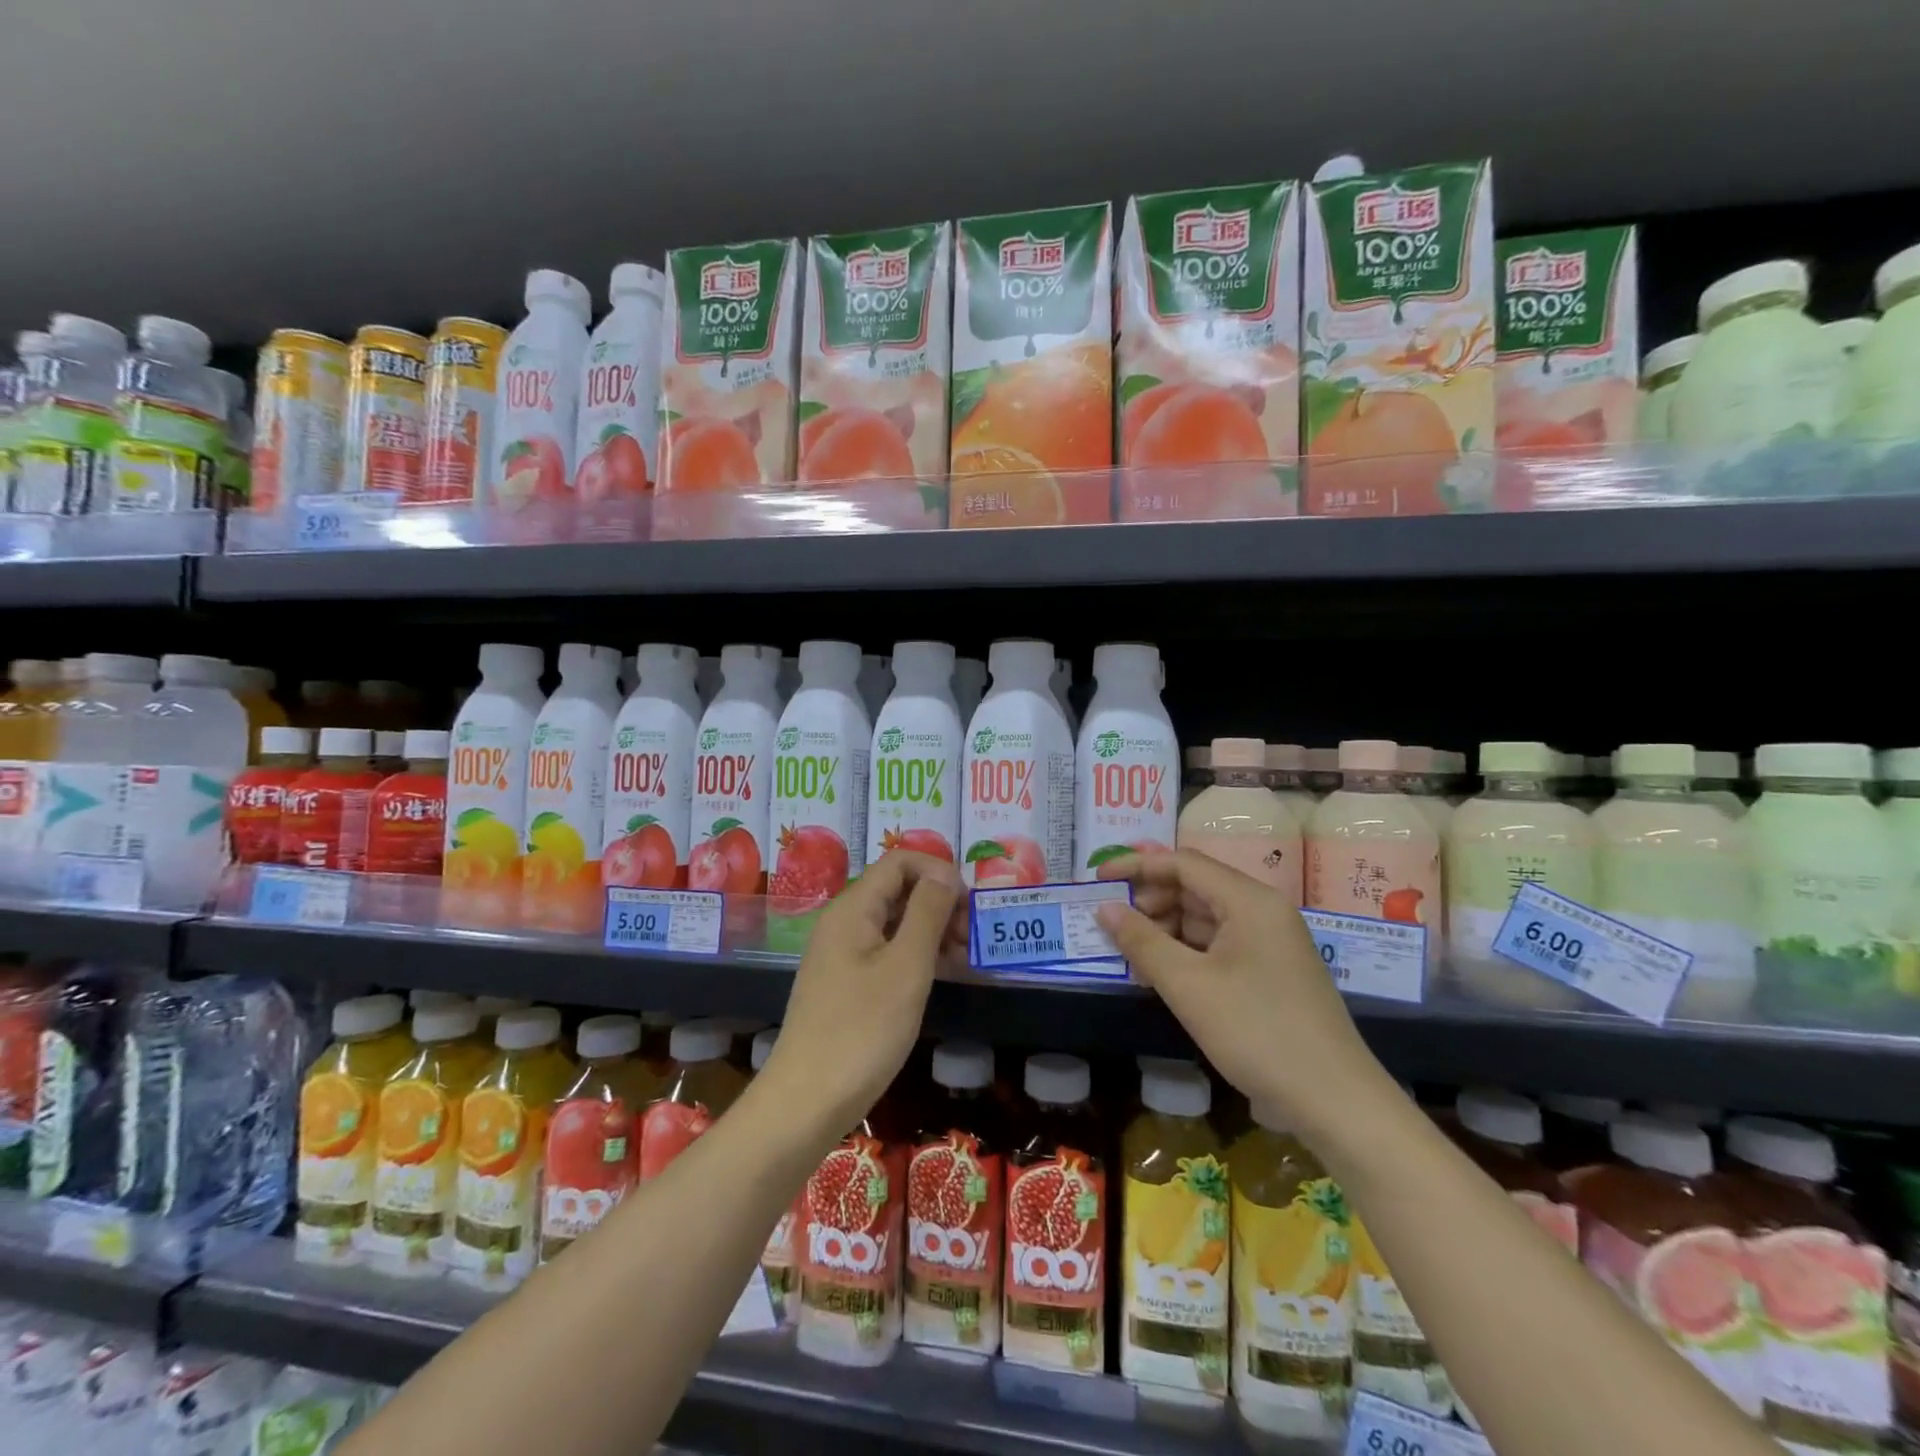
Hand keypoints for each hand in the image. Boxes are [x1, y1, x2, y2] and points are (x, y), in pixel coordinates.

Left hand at [765, 849, 959, 1134]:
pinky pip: (886, 951)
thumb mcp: (906, 968)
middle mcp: (844, 922)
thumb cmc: (861, 1031)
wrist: (805, 1103)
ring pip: (895, 922)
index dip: (938, 870)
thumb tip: (946, 872)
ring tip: (966, 958)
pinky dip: (916, 955)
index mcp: (853, 908)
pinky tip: (942, 976)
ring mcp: (842, 954)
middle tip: (973, 936)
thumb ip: (927, 912)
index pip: (899, 861)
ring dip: (933, 930)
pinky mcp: (846, 983)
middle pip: (898, 889)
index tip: (969, 904)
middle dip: (940, 902)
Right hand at [1096, 850, 1393, 1136]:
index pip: (1184, 863)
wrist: (1334, 1102)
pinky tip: (1159, 973)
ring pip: (1205, 918)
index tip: (1097, 879)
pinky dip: (1185, 952)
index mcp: (1250, 901)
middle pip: (1195, 887)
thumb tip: (1105, 908)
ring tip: (1128, 952)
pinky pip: (1218, 946)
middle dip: (1149, 900)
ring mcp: (1269, 943)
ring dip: (1164, 929)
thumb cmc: (1257, 1032)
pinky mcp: (1269, 972)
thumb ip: (1142, 941)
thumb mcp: (1188, 986)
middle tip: (1110, 922)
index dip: (1137, 866)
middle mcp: (1262, 911)